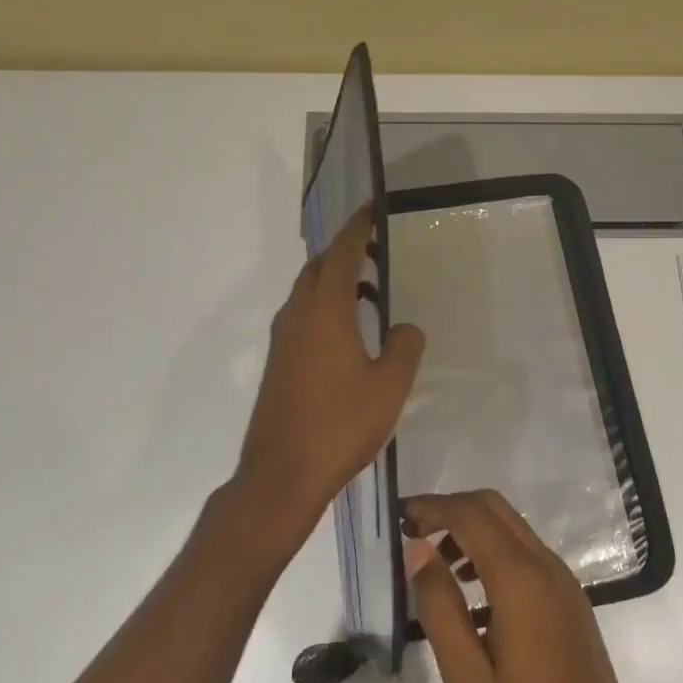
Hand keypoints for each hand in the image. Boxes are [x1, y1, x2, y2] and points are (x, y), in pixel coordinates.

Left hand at [229, 203, 424, 557]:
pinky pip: (302, 317)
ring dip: (333, 281)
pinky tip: (346, 333)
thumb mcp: (389, 385)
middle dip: (343, 252)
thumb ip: (404, 347)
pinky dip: (325, 307)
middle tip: (374, 250)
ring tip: (367, 290)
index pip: (341, 254)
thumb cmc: (340, 425)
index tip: (371, 208)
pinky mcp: (278, 365)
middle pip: (317, 268)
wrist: (281, 475)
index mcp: (324, 311)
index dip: (357, 228)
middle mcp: (297, 317)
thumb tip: (404, 329)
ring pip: (306, 293)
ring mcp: (283, 341)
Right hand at [403, 489, 655, 682]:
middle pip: (494, 508)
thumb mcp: (468, 679)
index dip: (433, 507)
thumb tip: (419, 550)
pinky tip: (473, 595)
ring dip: (473, 529)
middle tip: (414, 532)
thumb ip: (440, 608)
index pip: (471, 515)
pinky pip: (527, 554)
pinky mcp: (570, 600)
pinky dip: (494, 552)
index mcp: (520, 579)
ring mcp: (563, 581)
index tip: (400, 516)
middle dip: (451, 509)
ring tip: (437, 564)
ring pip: (512, 528)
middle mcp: (546, 566)